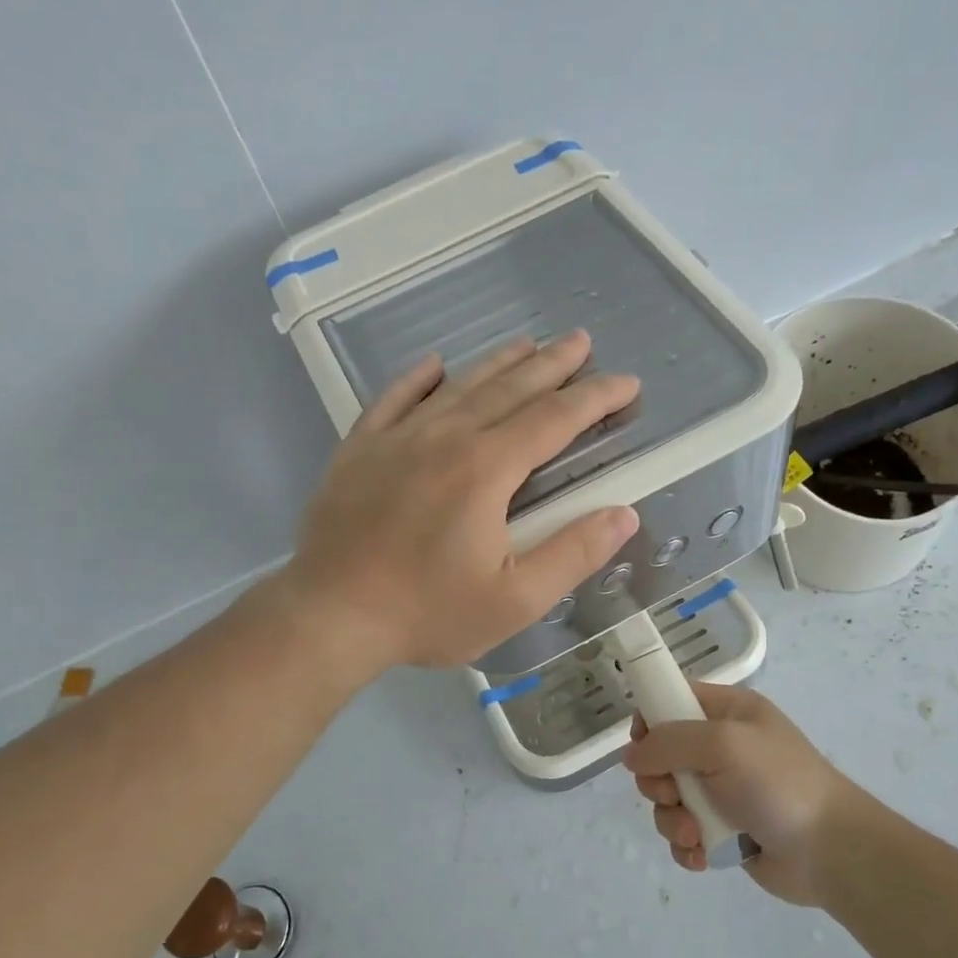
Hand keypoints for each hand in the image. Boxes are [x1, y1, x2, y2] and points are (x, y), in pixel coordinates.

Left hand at [283, 330, 640, 671]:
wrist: (331, 616)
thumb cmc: (428, 612)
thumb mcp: (515, 600)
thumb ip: (573, 554)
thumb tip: (623, 514)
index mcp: (487, 469)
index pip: (555, 419)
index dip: (595, 397)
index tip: (626, 383)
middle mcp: (446, 437)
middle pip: (509, 389)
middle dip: (552, 364)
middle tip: (580, 341)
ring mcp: (397, 438)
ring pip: (457, 386)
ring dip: (497, 363)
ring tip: (526, 343)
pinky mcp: (359, 450)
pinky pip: (393, 399)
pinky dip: (417, 379)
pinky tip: (433, 364)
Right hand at [625, 683, 866, 906]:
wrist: (832, 852)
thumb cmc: (779, 784)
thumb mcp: (724, 744)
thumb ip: (669, 741)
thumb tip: (631, 755)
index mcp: (727, 712)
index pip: (672, 699)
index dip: (650, 720)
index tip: (644, 746)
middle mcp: (721, 747)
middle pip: (660, 755)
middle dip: (658, 781)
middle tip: (673, 795)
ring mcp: (721, 791)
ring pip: (667, 799)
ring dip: (671, 820)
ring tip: (694, 834)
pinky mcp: (722, 830)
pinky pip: (682, 832)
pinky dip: (686, 846)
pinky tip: (702, 856)